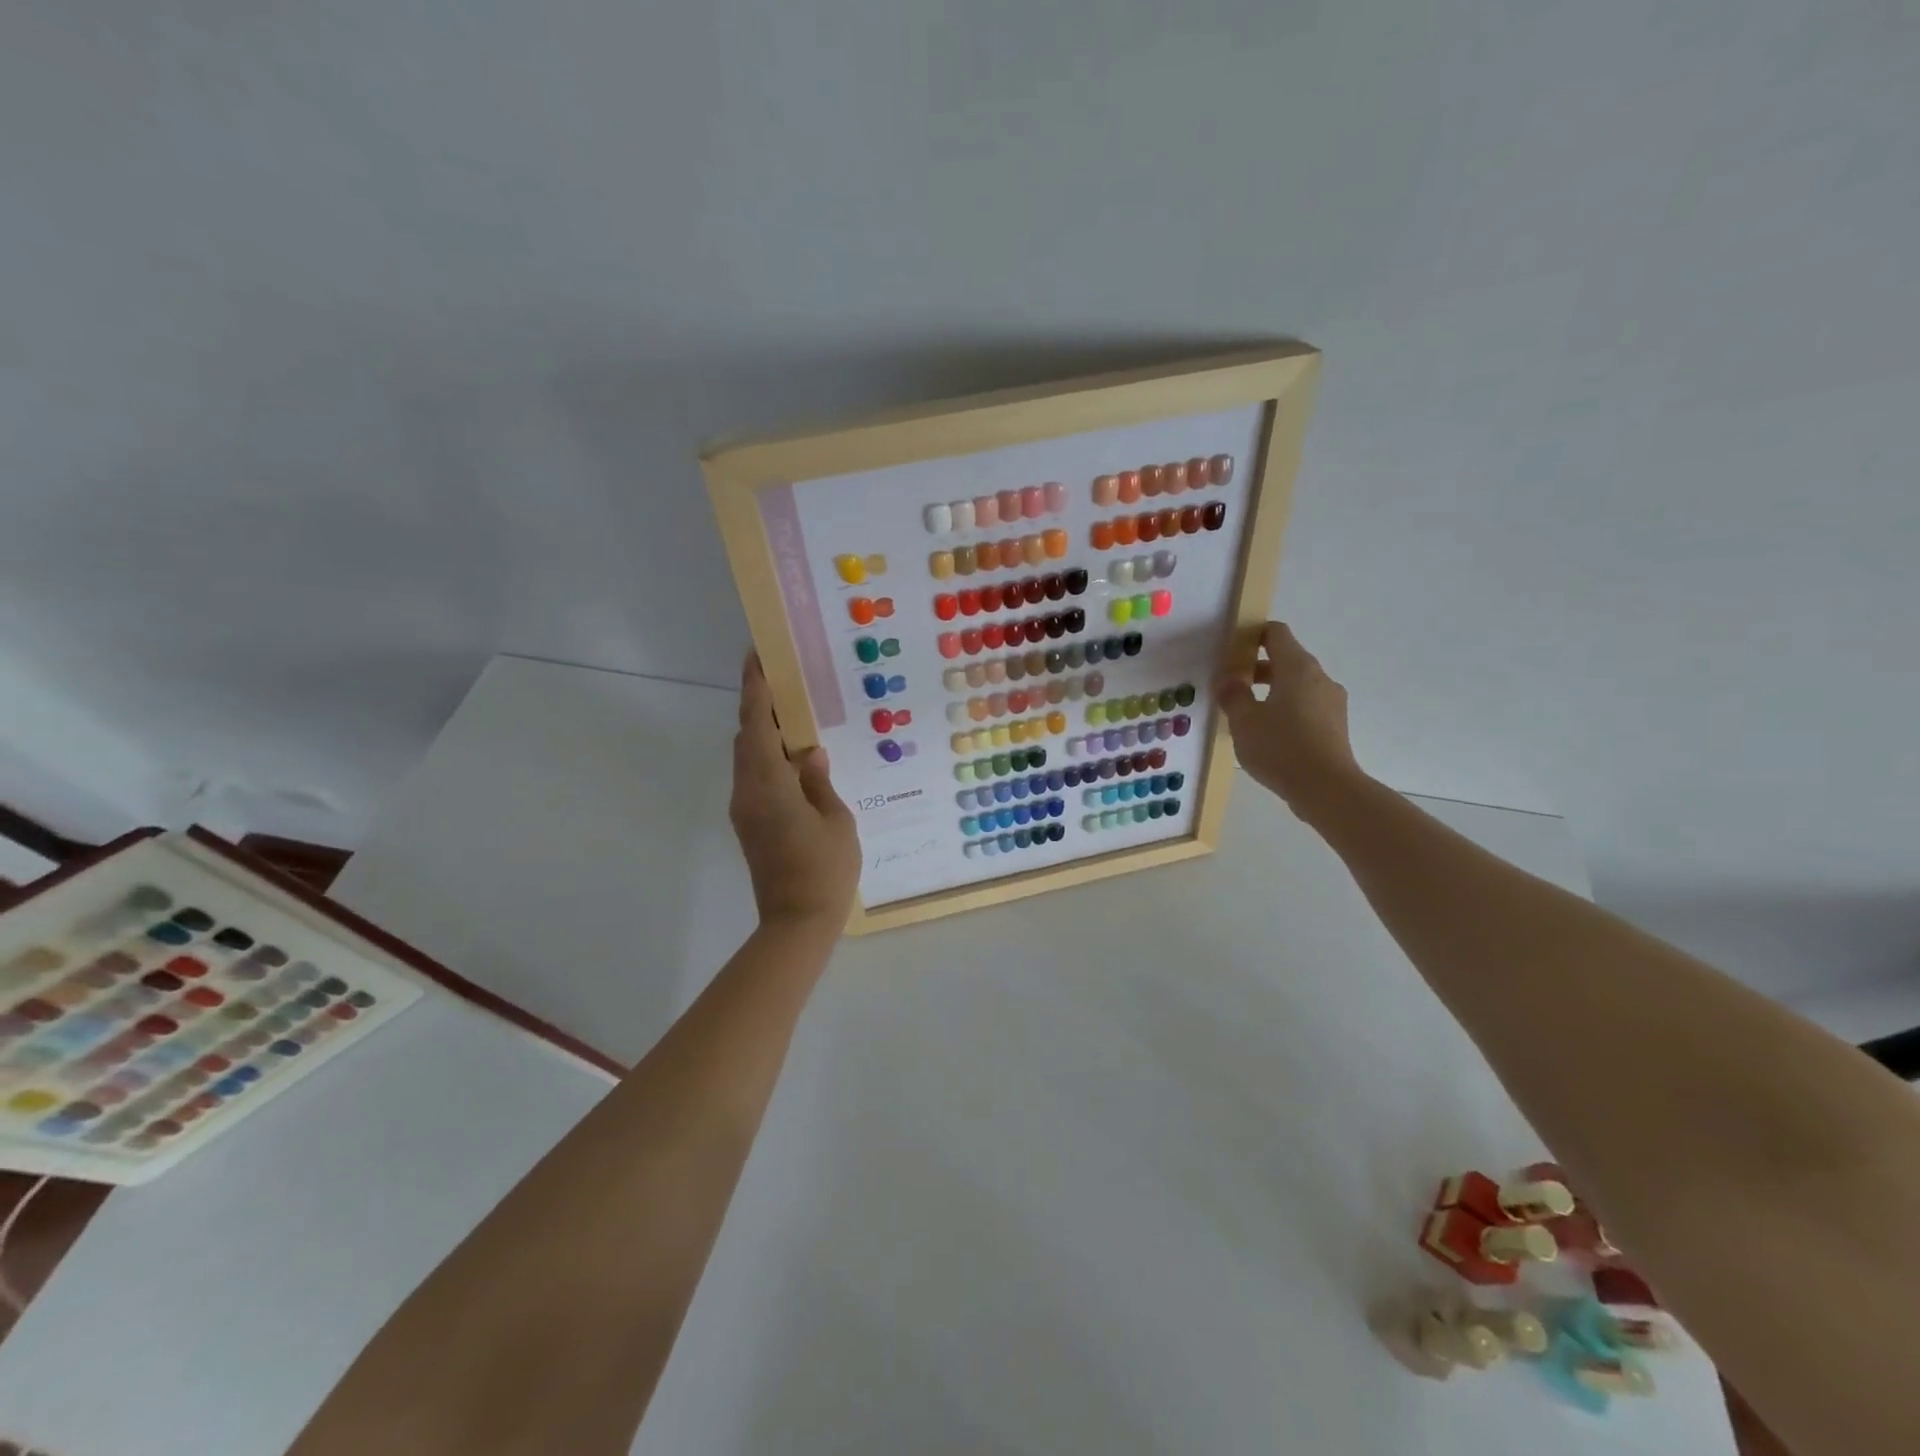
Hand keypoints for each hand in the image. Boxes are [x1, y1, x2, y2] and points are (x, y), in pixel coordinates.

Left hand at [730, 653, 861, 929]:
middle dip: (760, 709)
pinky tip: (795, 761)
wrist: (797, 923)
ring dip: (764, 736)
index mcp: (769, 786)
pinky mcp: (749, 826)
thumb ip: (820, 782)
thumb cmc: (824, 870)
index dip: (756, 690)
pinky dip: (768, 761)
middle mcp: (748, 793)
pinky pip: (755, 779)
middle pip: (746, 739)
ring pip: (748, 760)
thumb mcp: (836, 821)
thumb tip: (810, 756)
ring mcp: (745, 811)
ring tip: (793, 719)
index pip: (757, 726)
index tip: (757, 658)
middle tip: (784, 684)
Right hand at [1215, 622, 1367, 818]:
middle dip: (1257, 668)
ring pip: (1297, 686)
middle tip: (1231, 687)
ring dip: (1272, 692)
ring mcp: (1332, 702)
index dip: (1253, 635)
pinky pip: (1306, 707)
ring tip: (1247, 715)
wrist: (1327, 789)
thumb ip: (1233, 695)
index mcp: (1297, 668)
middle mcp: (1319, 678)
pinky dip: (1286, 711)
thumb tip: (1227, 679)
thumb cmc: (1281, 747)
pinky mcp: (1335, 726)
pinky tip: (1269, 736)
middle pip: (1287, 660)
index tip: (1231, 651)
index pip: (1276, 633)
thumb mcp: (1244, 721)